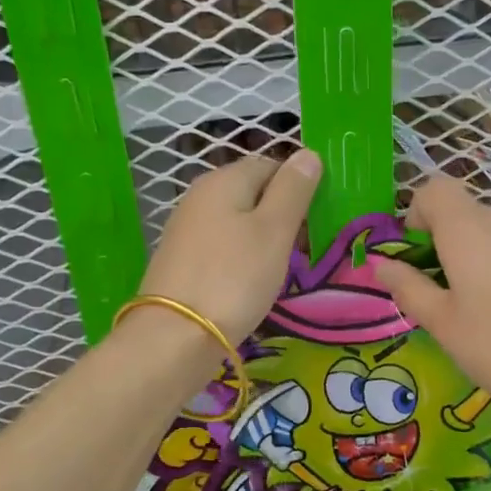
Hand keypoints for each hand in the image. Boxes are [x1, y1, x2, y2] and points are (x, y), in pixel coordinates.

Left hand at [138, 150, 321, 345]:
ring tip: (279, 268)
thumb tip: (308, 153)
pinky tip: (249, 282)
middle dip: (281, 215)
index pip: (271, 165)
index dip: (297, 187)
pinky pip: (222, 246)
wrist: (175, 336)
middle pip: (253, 192)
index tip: (315, 220)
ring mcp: (186, 228)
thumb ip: (293, 190)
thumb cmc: (234, 277)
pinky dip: (241, 257)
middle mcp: (200, 195)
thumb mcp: (274, 230)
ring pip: (237, 221)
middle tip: (301, 248)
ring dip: (262, 239)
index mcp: (224, 180)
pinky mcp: (181, 259)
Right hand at [368, 175, 490, 428]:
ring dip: (464, 252)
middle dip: (437, 238)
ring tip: (464, 303)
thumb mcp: (441, 322)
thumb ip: (408, 287)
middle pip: (459, 209)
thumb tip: (381, 264)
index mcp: (467, 229)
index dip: (415, 212)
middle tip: (432, 288)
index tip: (413, 254)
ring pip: (484, 229)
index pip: (434, 189)